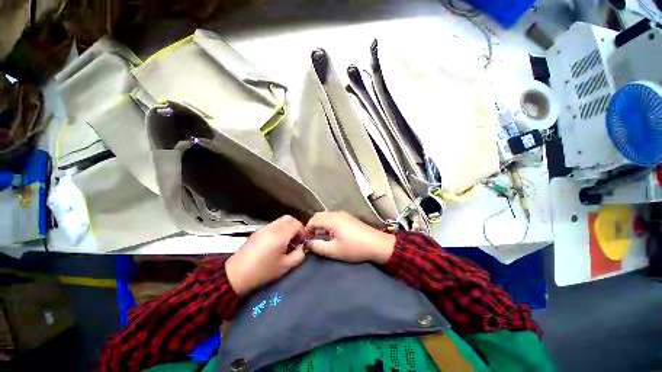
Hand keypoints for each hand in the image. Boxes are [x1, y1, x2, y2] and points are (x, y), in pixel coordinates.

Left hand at [226, 215, 305, 295]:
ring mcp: (264, 228)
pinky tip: (276, 242)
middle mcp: (273, 227)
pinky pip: (273, 225)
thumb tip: (301, 248)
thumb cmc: (263, 271)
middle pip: (289, 218)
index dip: (302, 232)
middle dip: (296, 227)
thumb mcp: (285, 267)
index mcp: (280, 234)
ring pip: (281, 220)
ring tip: (286, 242)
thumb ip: (299, 255)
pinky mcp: (258, 231)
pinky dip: (280, 229)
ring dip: (288, 227)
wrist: (236, 275)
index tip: (301, 242)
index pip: (297, 224)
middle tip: (296, 240)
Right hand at [303, 211, 395, 263]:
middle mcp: (336, 213)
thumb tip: (307, 243)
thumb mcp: (334, 250)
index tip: (305, 240)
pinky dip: (327, 223)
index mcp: (332, 220)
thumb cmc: (354, 248)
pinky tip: (331, 234)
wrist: (376, 244)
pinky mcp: (348, 217)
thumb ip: (318, 246)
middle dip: (312, 226)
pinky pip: (333, 217)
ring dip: (320, 224)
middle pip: (319, 215)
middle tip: (312, 238)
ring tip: (320, 237)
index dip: (306, 229)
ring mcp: (343, 214)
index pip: (313, 220)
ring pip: (326, 216)